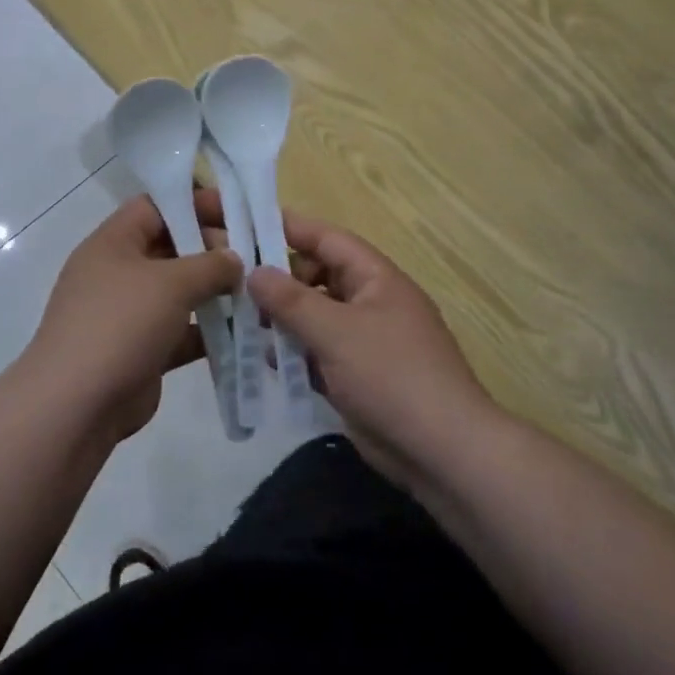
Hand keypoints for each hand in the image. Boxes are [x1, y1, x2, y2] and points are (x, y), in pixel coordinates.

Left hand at [21, 195, 241, 444]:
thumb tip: (233, 259)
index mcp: (113, 243)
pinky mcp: (142, 351)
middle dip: (212, 250)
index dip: (195, 203)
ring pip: (179, 293)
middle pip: (171, 247)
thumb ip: (209, 265)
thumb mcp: (170, 283)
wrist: (77, 406)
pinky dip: (209, 332)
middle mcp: (118, 272)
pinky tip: (246, 333)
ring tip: (258, 293)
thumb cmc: (120, 324)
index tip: (236, 211)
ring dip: (215, 293)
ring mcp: (129, 314)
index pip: (156, 206)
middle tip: (254, 257)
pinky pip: (181, 332)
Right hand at [241, 202, 499, 491]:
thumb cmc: (391, 375)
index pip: (327, 239)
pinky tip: (264, 360)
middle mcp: (369, 301)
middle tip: (232, 284)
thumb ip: (291, 300)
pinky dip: (294, 353)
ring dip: (281, 319)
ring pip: (314, 317)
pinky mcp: (356, 375)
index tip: (246, 222)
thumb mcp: (336, 331)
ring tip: (239, 322)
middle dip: (277, 279)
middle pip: (316, 277)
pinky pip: (318, 352)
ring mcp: (364, 340)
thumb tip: (253, 271)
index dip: (288, 227)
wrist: (442, 451)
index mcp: (375, 278)